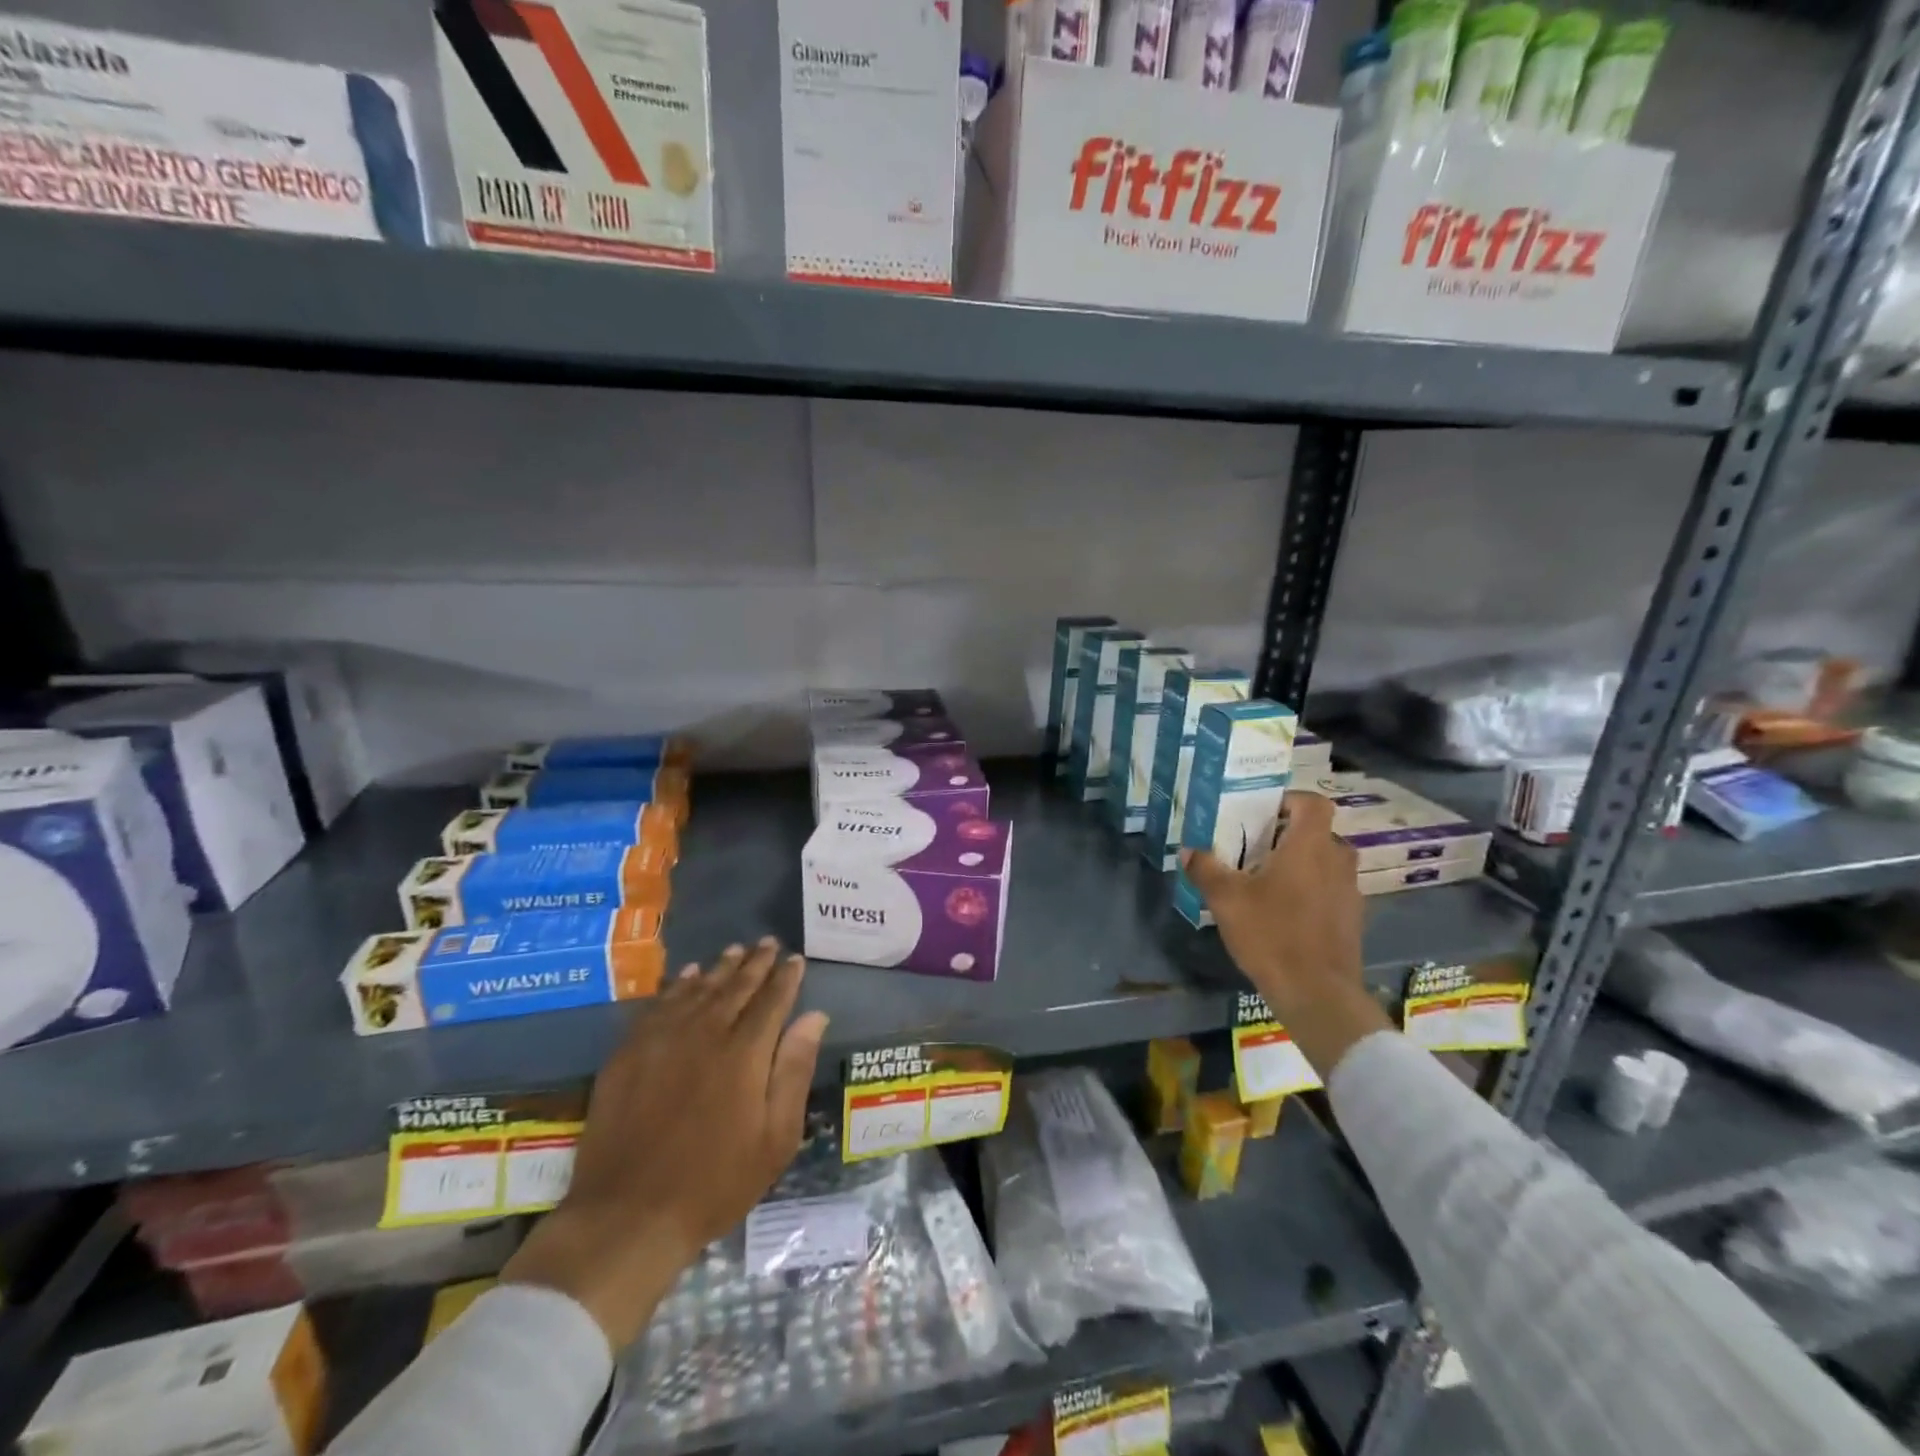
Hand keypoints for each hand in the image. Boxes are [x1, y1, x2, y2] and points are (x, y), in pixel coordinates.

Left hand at [503, 939, 829, 1348]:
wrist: (629, 1215)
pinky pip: (659, 1004)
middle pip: (736, 986)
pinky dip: (678, 985)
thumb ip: (794, 1070)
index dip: (786, 977)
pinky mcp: (629, 1052)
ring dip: (720, 967)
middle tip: (769, 943)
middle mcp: (705, 1033)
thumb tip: (814, 1016)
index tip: (796, 959)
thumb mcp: (775, 1137)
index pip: (772, 1000)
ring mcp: (663, 1040)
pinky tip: (687, 976)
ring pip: (698, 989)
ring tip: (735, 950)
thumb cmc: (715, 1182)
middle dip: (756, 962)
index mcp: (745, 1053)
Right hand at [1181, 790, 1388, 1076]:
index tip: (1263, 814)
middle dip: (1288, 835)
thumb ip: (1206, 869)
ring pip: (1325, 862)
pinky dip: (1310, 891)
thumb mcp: (1226, 899)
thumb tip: (1188, 850)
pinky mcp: (1352, 919)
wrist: (1317, 994)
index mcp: (1310, 846)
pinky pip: (1330, 890)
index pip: (1313, 802)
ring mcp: (1350, 892)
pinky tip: (1283, 913)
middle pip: (1318, 832)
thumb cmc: (1272, 934)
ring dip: (1301, 864)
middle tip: (1255, 849)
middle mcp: (1337, 861)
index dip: (1290, 801)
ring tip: (1266, 881)